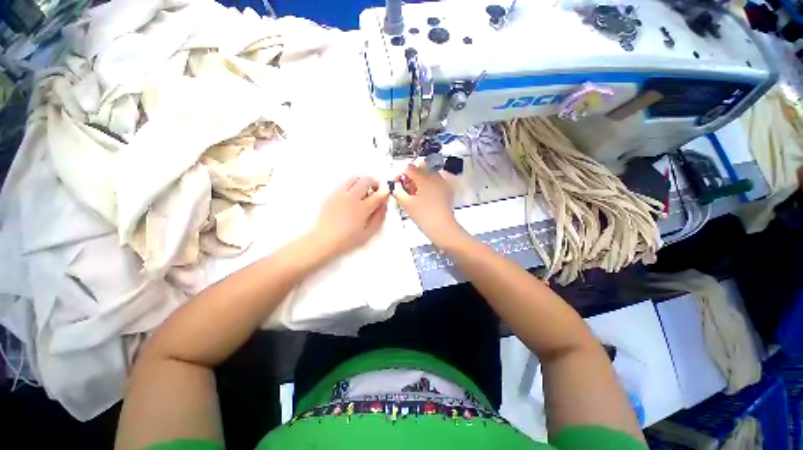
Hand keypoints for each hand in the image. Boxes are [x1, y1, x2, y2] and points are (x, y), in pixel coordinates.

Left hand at [308, 176, 389, 261]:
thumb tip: (384, 204)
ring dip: (362, 182)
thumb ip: (379, 217)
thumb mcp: (368, 233)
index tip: (386, 194)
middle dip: (374, 183)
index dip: (385, 192)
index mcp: (363, 208)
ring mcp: (340, 194)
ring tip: (362, 192)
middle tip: (375, 191)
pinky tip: (350, 197)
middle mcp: (352, 197)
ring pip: (354, 178)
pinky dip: (351, 186)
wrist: (324, 240)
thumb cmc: (348, 239)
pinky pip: (343, 184)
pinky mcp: (332, 195)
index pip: (379, 194)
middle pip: (367, 180)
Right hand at [393, 164, 463, 244]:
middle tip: (404, 192)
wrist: (442, 228)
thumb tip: (395, 186)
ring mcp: (443, 183)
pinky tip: (423, 199)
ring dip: (418, 184)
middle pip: (419, 171)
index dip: (400, 175)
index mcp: (425, 177)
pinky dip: (427, 188)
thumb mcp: (406, 203)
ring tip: (413, 197)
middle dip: (410, 180)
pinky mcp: (447, 191)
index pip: (409, 168)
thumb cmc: (423, 215)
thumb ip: (397, 191)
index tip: (396, 186)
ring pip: (427, 178)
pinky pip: (434, 184)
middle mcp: (435, 176)